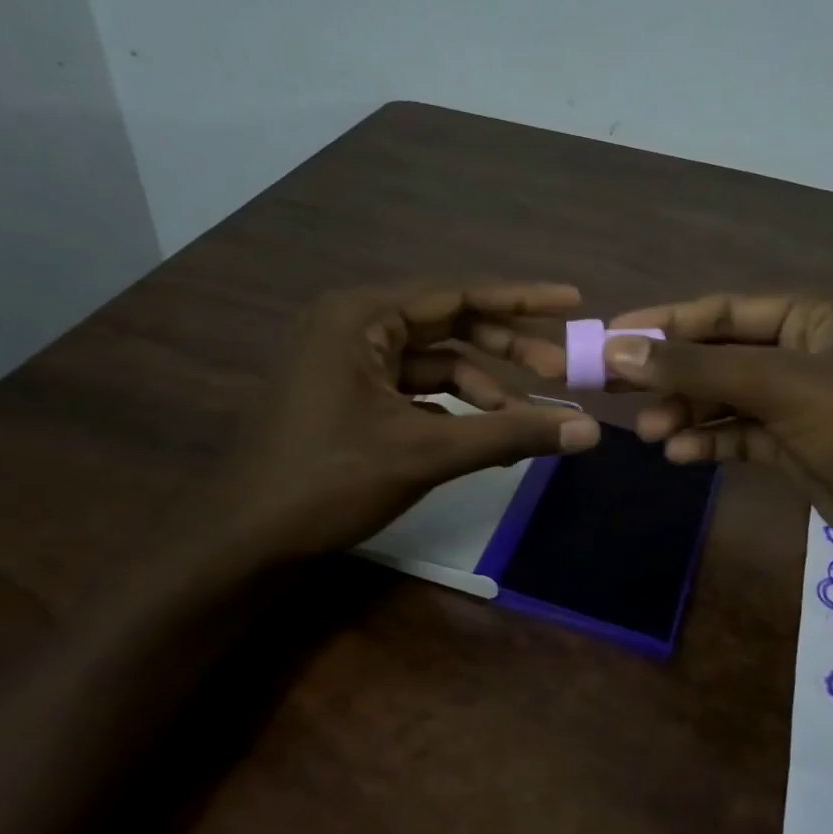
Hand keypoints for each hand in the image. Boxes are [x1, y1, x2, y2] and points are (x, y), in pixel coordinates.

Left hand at [225, 282, 599, 559]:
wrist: (244, 540)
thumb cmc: (328, 482)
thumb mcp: (426, 453)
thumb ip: (509, 434)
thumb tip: (588, 430)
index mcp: (360, 316)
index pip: (458, 293)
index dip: (521, 299)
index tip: (574, 302)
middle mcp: (350, 326)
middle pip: (448, 326)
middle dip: (506, 349)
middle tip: (560, 372)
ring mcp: (344, 363)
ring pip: (432, 364)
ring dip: (482, 388)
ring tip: (528, 418)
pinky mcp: (345, 398)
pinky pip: (412, 391)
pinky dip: (451, 409)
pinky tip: (486, 434)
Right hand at [601, 293, 832, 577]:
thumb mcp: (783, 387)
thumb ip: (700, 367)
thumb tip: (620, 348)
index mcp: (810, 318)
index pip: (722, 310)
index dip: (664, 322)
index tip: (610, 337)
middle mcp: (803, 353)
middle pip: (718, 355)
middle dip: (671, 375)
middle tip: (616, 392)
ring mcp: (800, 404)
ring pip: (726, 400)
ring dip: (687, 413)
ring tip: (651, 434)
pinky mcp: (797, 447)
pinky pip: (741, 437)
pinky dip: (712, 444)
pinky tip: (682, 457)